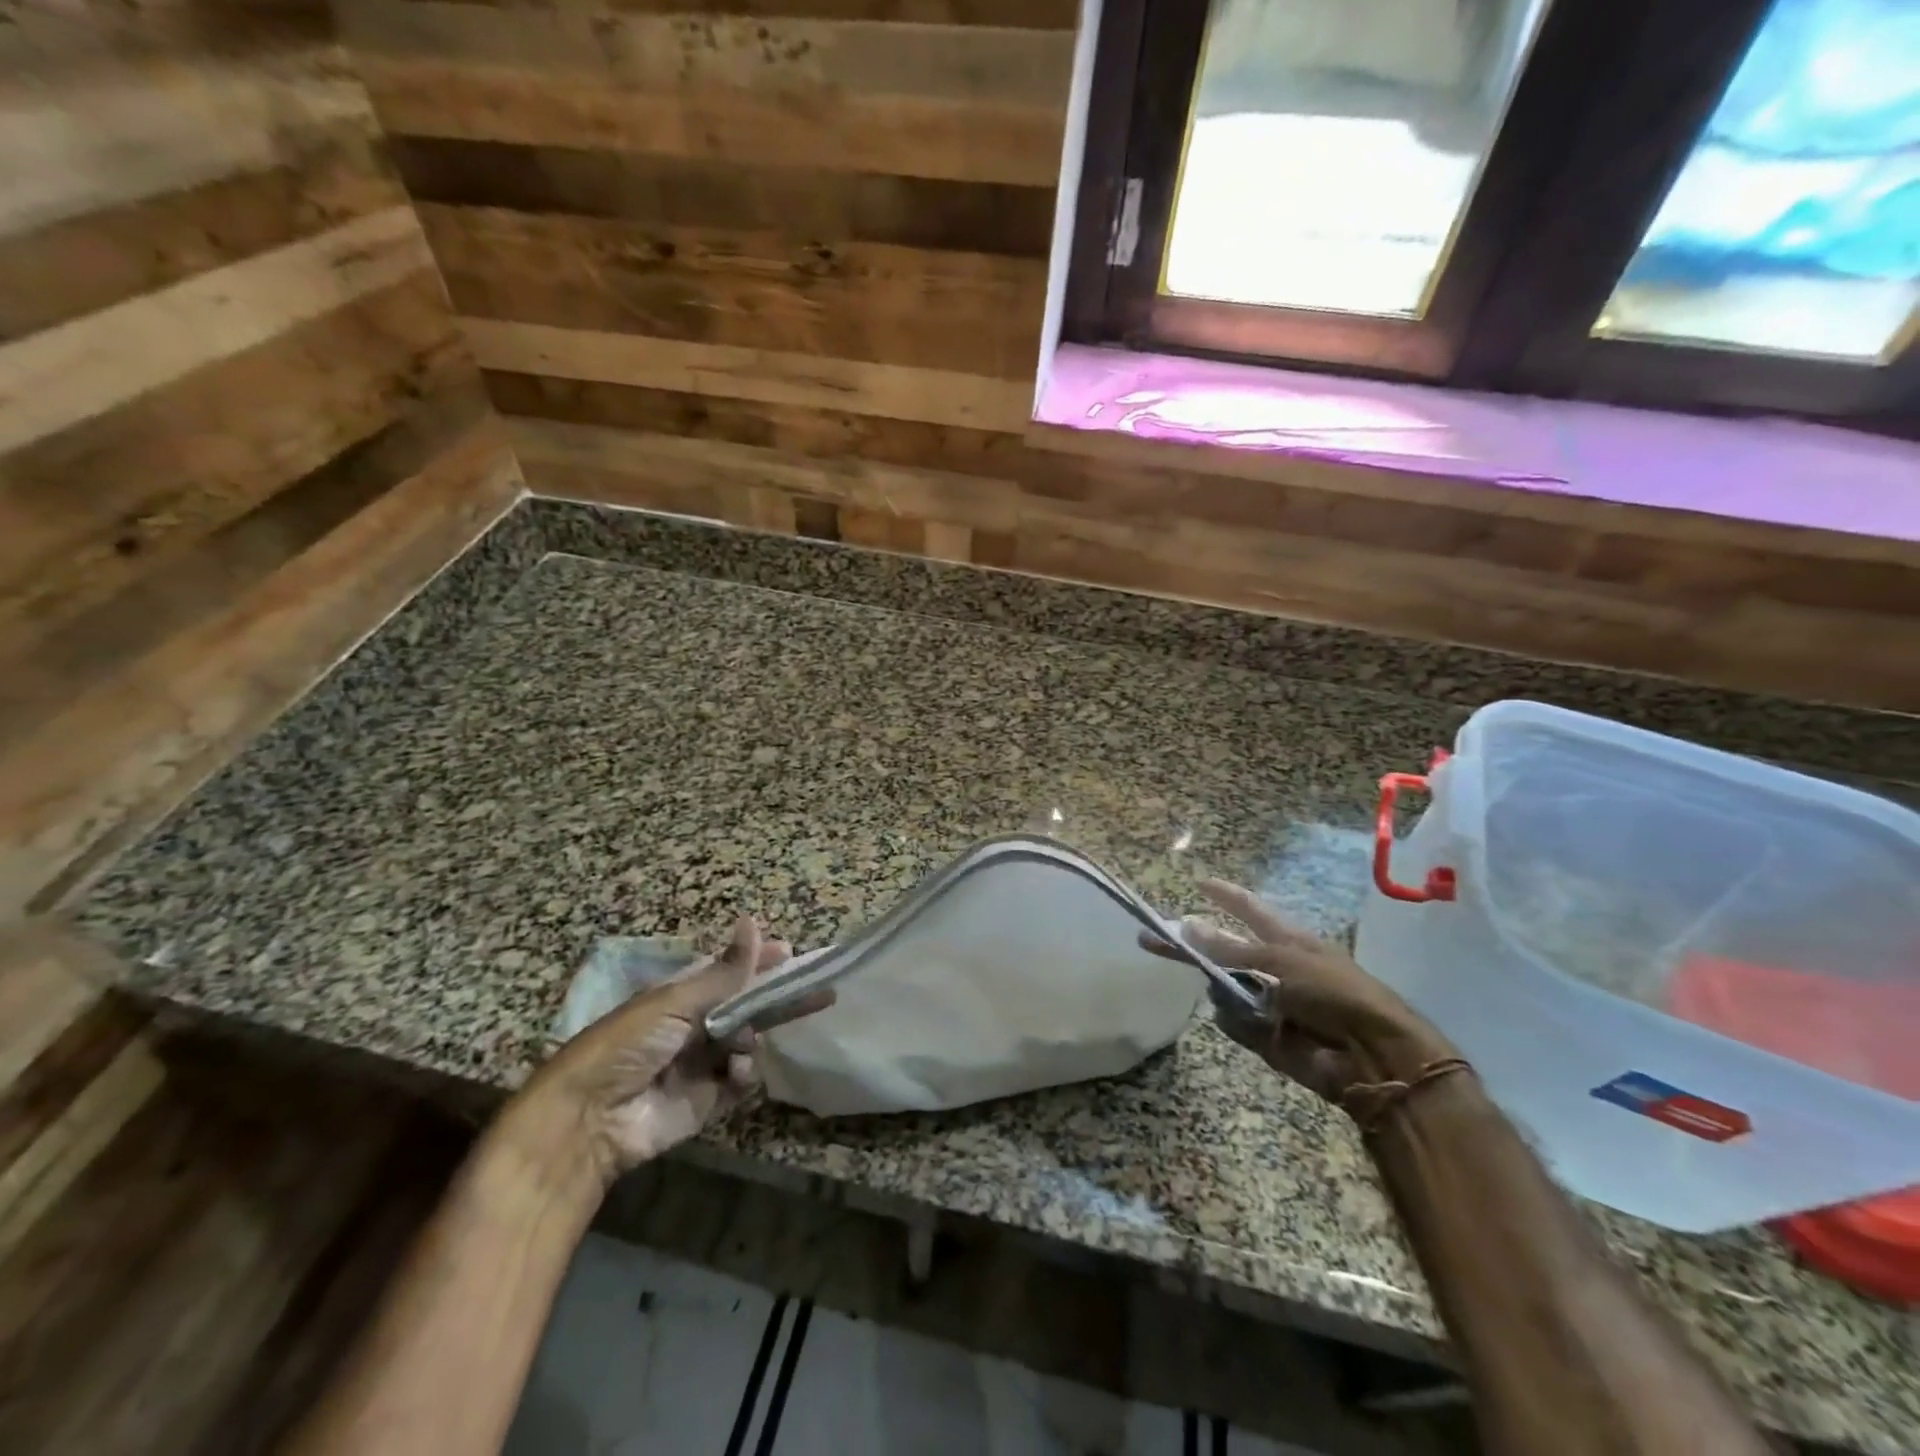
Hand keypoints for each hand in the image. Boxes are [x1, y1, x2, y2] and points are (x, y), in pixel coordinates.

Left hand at [508, 918, 830, 1188]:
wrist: (590, 1120)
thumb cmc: (628, 1044)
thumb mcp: (676, 1001)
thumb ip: (725, 971)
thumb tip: (754, 921)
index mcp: (682, 996)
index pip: (730, 973)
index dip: (760, 962)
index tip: (791, 953)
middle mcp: (696, 1027)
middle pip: (749, 1008)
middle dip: (781, 1000)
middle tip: (822, 992)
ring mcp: (703, 1065)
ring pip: (750, 1044)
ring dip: (754, 1041)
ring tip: (744, 1046)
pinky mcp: (708, 1102)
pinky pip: (742, 1082)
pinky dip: (745, 1076)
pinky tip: (736, 1074)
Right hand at [1144, 879, 1455, 1104]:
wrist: (1372, 1056)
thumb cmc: (1332, 992)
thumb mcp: (1277, 960)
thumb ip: (1228, 948)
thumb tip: (1187, 924)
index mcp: (1285, 940)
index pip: (1248, 910)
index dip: (1225, 896)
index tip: (1200, 882)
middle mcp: (1274, 966)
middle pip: (1222, 951)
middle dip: (1192, 949)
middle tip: (1150, 942)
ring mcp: (1268, 1001)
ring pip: (1223, 988)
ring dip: (1225, 992)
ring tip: (1248, 1003)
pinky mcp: (1265, 1036)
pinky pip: (1233, 1022)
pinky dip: (1241, 1024)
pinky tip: (1261, 1029)